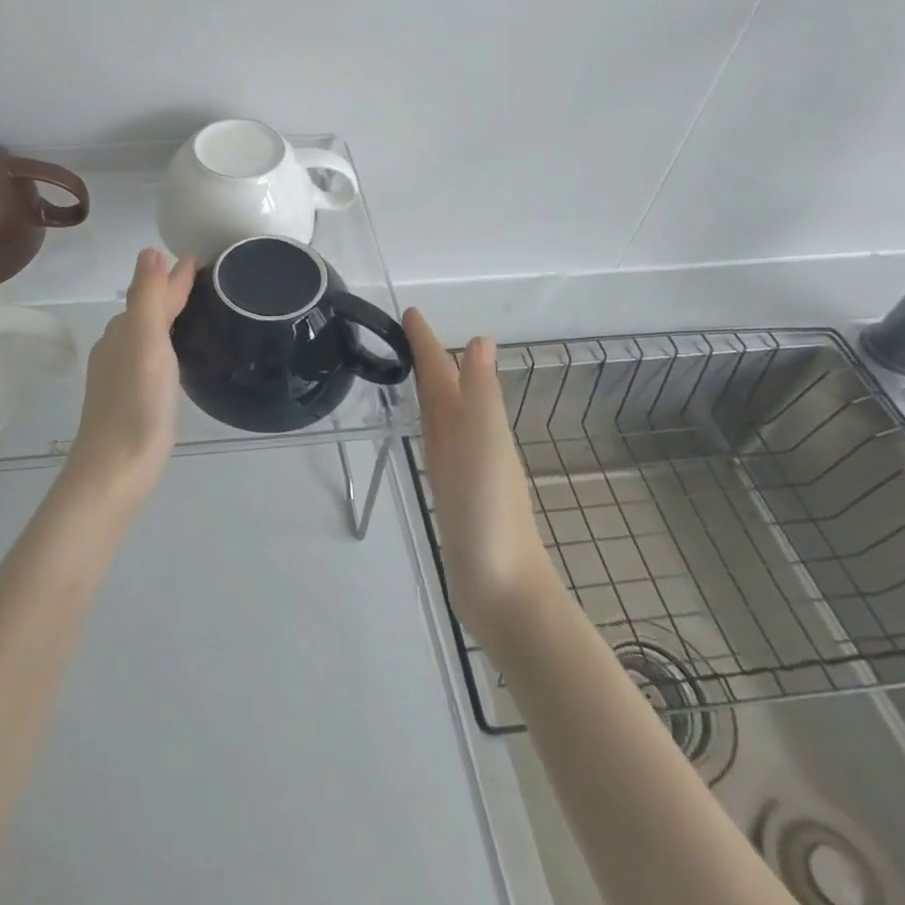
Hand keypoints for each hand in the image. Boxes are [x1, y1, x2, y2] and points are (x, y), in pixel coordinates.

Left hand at [62, 248, 197, 514]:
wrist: (115, 471)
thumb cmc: (136, 405)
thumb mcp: (146, 343)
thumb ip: (148, 298)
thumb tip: (150, 250)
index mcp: (123, 332)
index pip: (153, 293)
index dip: (175, 276)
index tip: (200, 260)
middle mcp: (118, 348)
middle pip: (148, 310)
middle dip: (170, 292)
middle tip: (203, 281)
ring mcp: (121, 376)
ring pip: (147, 334)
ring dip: (167, 318)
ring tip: (194, 311)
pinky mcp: (130, 399)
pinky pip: (150, 357)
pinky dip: (165, 345)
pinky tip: (175, 357)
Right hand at [405, 309, 561, 647]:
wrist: (503, 591)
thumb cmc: (491, 514)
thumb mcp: (486, 445)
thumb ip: (482, 395)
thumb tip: (482, 339)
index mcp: (476, 423)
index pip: (446, 372)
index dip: (429, 343)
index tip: (409, 313)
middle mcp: (469, 439)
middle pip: (444, 389)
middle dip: (427, 358)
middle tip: (401, 332)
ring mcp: (460, 467)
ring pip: (440, 414)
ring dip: (428, 388)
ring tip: (408, 368)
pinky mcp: (450, 493)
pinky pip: (435, 443)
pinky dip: (428, 424)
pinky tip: (424, 426)